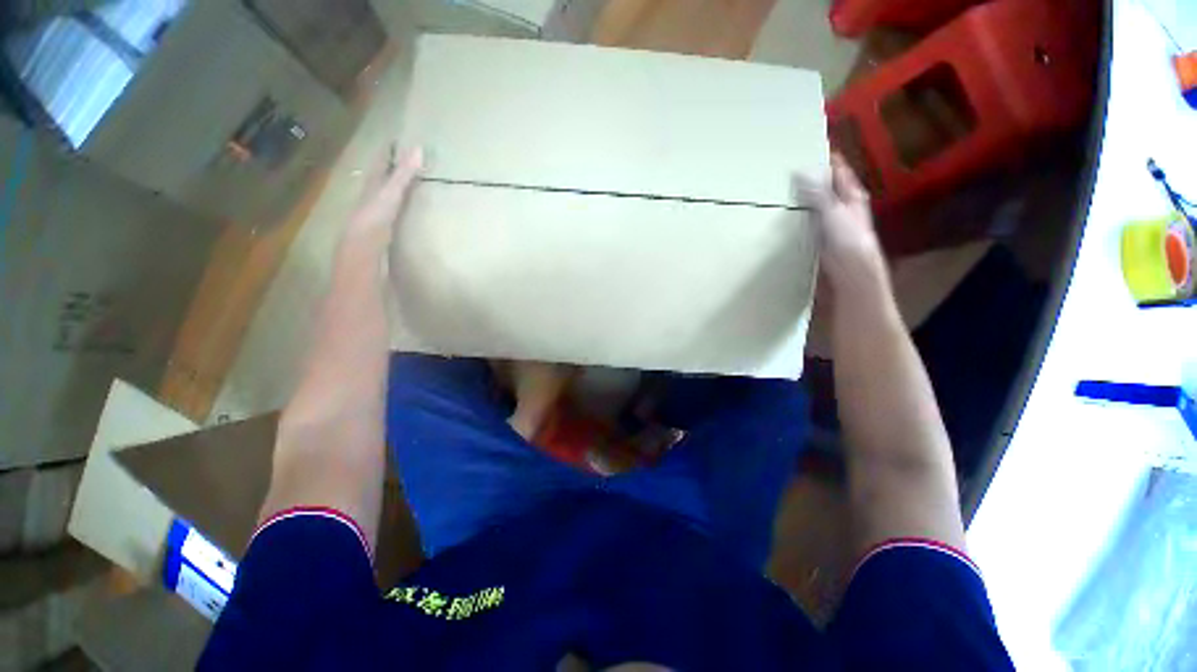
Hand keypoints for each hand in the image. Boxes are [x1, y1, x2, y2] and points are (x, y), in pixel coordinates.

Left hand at [346, 145, 423, 246]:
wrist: (364, 243)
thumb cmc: (376, 213)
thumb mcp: (392, 191)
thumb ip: (404, 173)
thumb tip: (419, 148)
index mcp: (373, 182)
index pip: (381, 161)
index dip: (388, 151)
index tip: (396, 140)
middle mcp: (372, 192)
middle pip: (381, 175)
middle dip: (391, 167)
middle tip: (404, 159)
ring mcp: (376, 209)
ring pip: (385, 192)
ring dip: (394, 186)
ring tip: (406, 181)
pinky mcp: (383, 224)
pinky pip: (392, 208)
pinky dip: (398, 204)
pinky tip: (403, 207)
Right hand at [797, 153, 884, 290]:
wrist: (849, 272)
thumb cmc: (848, 239)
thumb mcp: (833, 211)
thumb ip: (817, 193)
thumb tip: (800, 171)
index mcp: (851, 195)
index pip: (839, 170)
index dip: (828, 158)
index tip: (811, 147)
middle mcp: (842, 206)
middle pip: (825, 186)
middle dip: (810, 178)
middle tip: (788, 169)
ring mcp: (830, 222)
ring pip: (814, 205)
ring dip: (801, 199)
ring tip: (780, 190)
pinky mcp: (819, 237)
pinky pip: (806, 222)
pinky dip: (796, 217)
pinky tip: (784, 216)